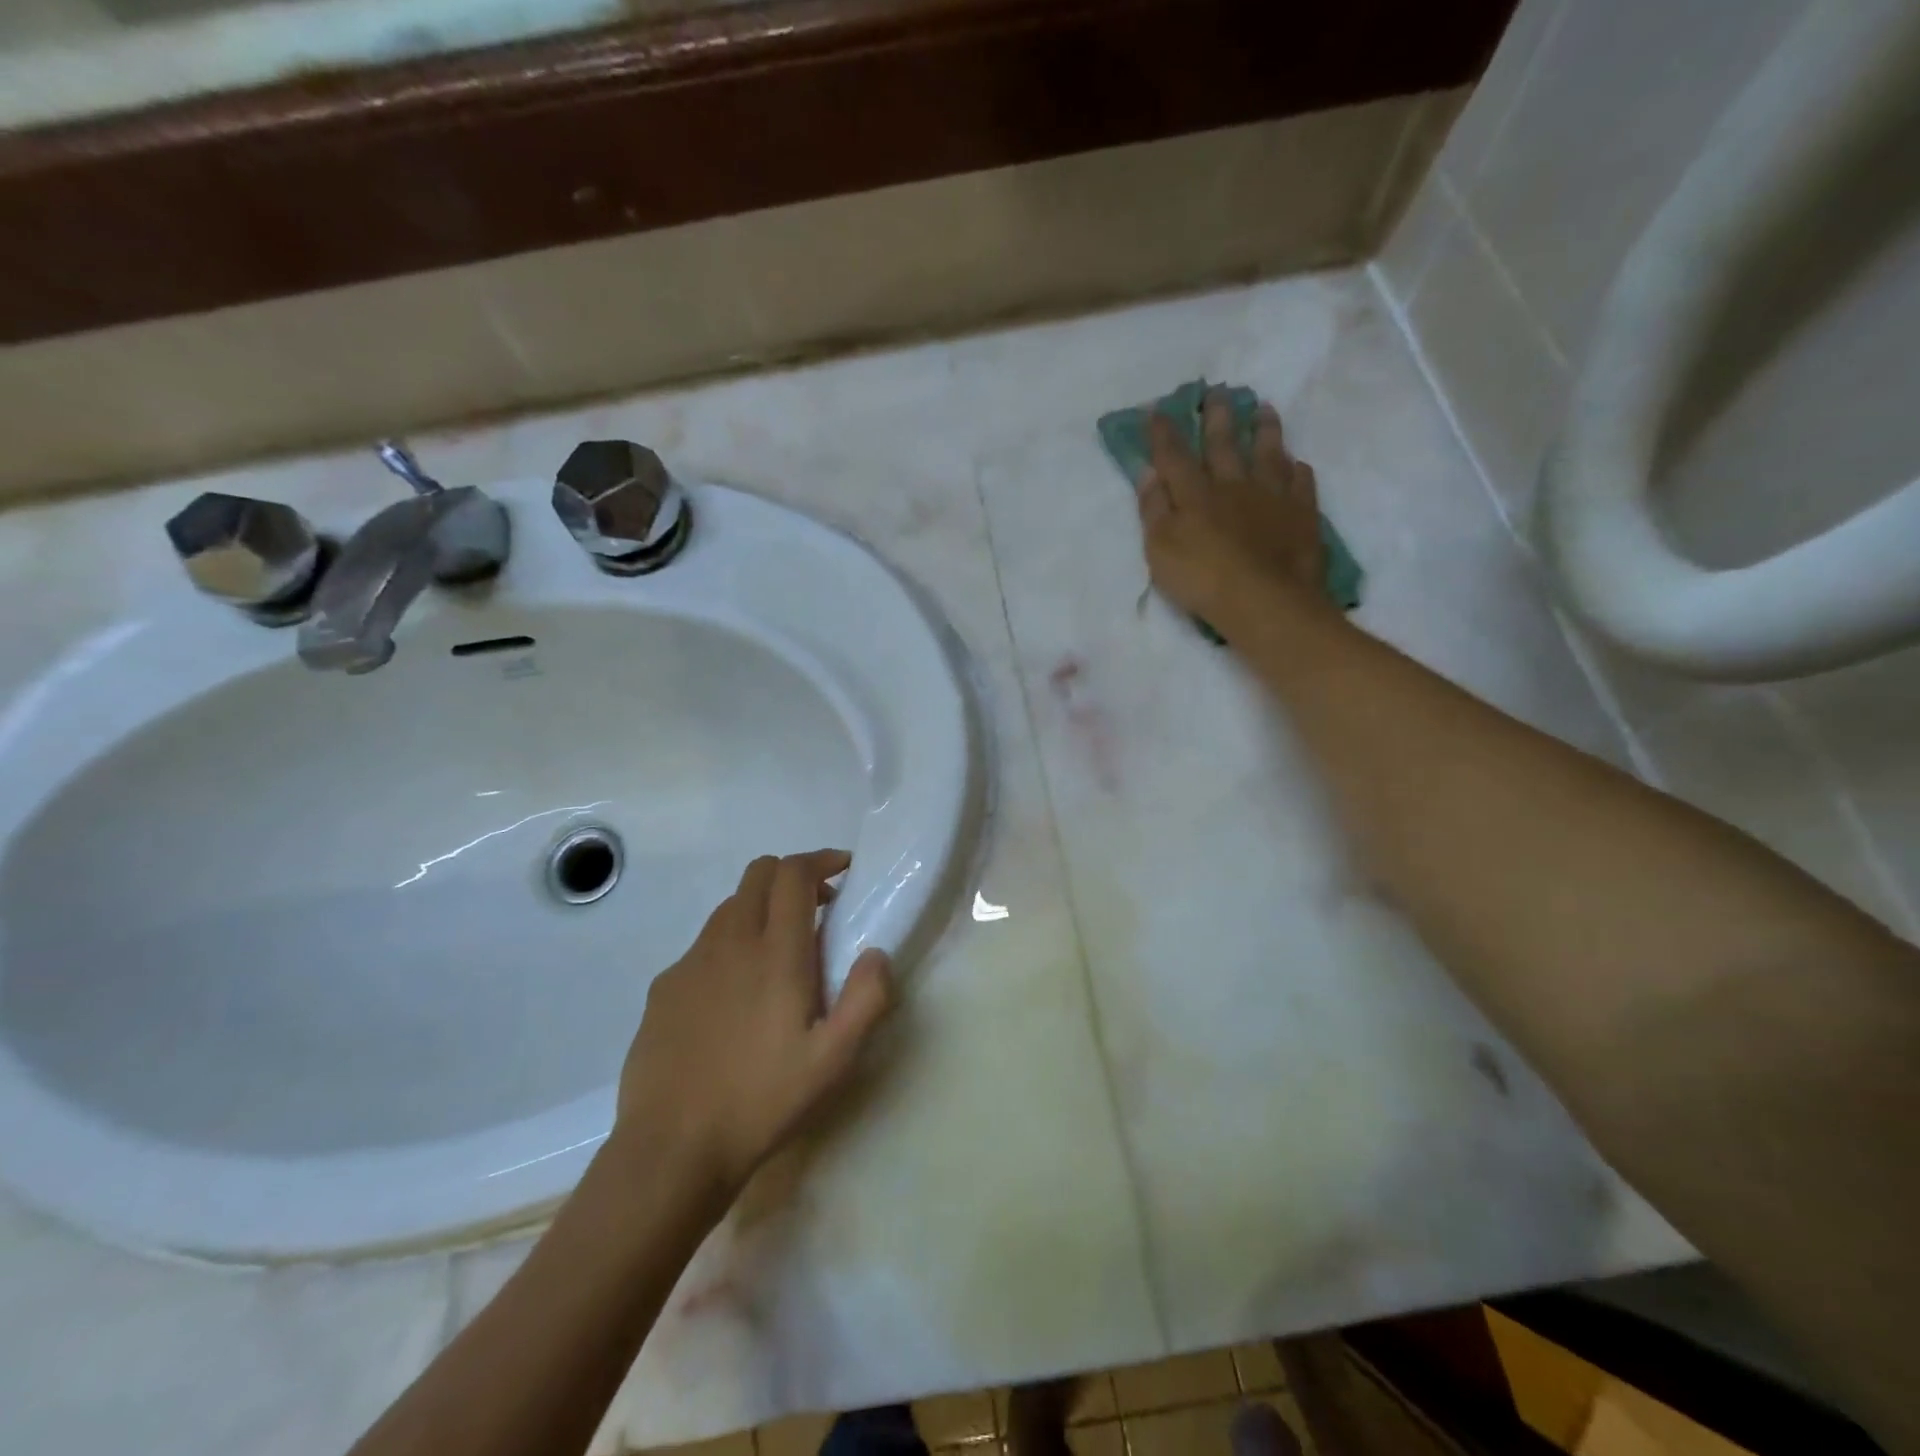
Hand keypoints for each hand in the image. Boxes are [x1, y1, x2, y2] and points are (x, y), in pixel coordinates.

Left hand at [612, 850, 894, 1197]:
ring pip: (729, 906)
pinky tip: (735, 995)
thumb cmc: (761, 1101)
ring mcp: (690, 962)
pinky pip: (704, 945)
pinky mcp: (664, 988)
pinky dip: (730, 944)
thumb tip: (876, 954)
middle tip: (819, 909)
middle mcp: (729, 942)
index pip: (794, 874)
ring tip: (781, 951)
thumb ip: (866, 1000)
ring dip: (761, 908)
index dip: (821, 860)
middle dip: (792, 875)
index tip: (844, 870)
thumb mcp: (833, 1062)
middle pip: (758, 874)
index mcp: (775, 953)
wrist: (671, 1150)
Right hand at [1136, 390, 1329, 631]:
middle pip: (1224, 444)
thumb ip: (1153, 510)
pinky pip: (1301, 484)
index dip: (1164, 433)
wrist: (1264, 601)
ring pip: (1268, 454)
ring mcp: (1272, 497)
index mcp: (1195, 495)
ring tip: (1265, 408)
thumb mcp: (1160, 549)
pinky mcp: (1302, 515)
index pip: (1174, 456)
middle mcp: (1234, 485)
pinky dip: (1298, 471)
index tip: (1158, 409)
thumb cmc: (1202, 579)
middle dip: (1217, 417)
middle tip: (1218, 391)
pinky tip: (1298, 464)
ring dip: (1265, 430)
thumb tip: (1148, 473)